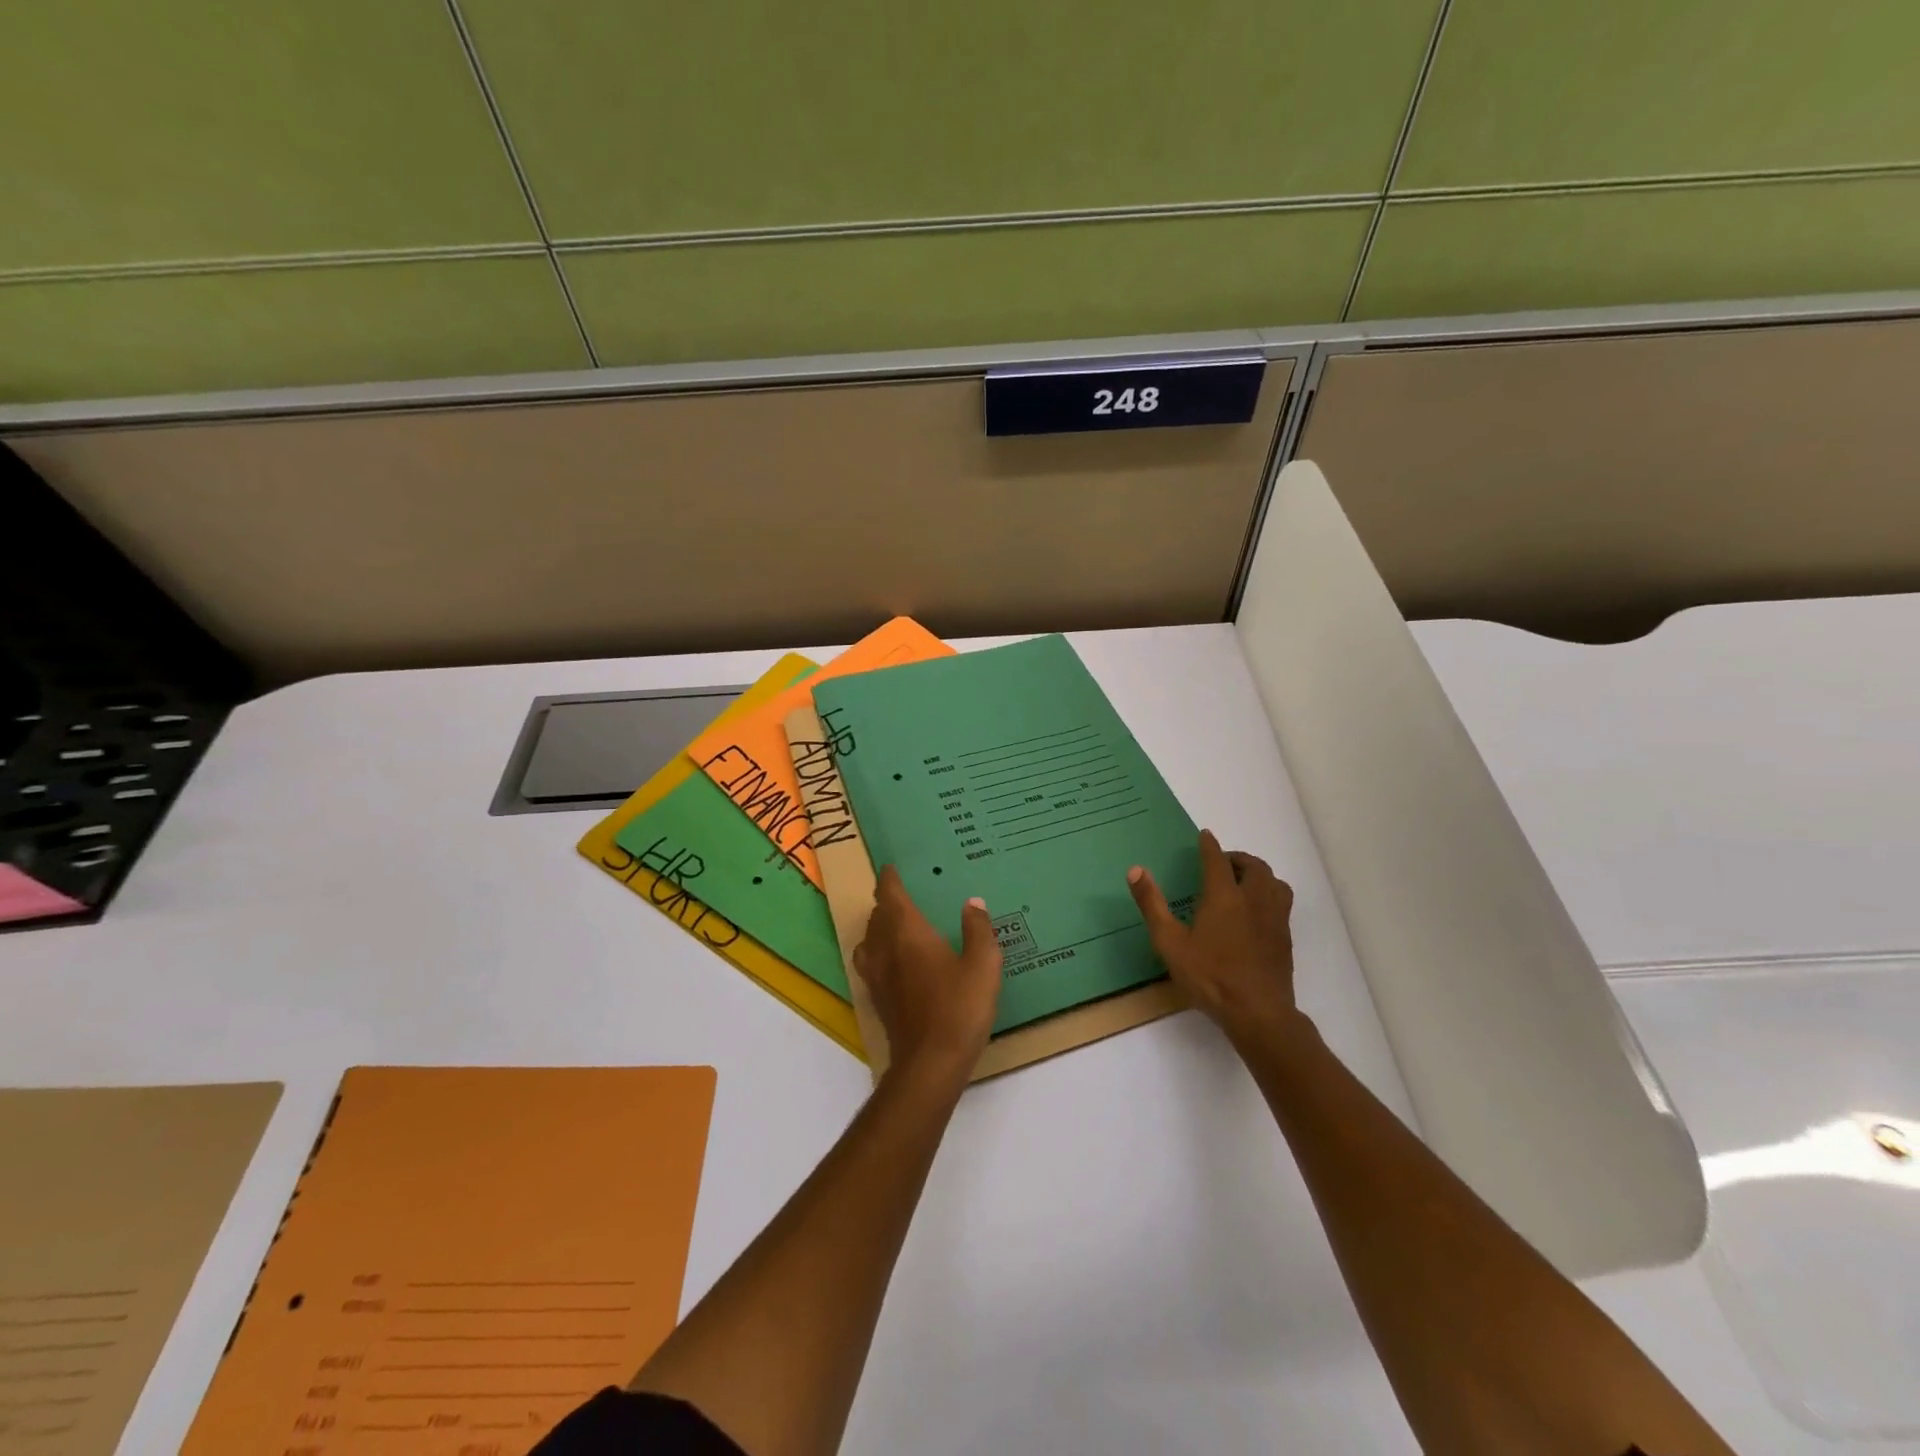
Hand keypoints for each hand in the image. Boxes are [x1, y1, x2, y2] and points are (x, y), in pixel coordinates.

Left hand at [854, 867, 1003, 1085]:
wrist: (930, 1064)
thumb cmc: (959, 1008)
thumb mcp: (982, 965)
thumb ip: (978, 930)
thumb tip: (972, 903)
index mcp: (908, 932)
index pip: (891, 896)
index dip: (889, 880)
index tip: (890, 868)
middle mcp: (886, 948)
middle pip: (878, 916)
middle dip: (886, 901)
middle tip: (900, 893)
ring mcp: (877, 975)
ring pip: (869, 939)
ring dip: (878, 926)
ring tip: (894, 924)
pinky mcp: (878, 998)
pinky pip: (870, 962)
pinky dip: (877, 950)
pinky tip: (894, 961)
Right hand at [1127, 830, 1299, 1046]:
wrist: (1258, 1013)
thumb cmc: (1210, 977)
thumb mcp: (1170, 942)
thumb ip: (1153, 905)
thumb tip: (1136, 870)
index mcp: (1224, 896)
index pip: (1217, 860)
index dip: (1209, 846)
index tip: (1204, 836)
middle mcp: (1253, 900)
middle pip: (1253, 866)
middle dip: (1237, 858)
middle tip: (1222, 863)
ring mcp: (1274, 919)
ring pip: (1274, 882)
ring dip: (1259, 874)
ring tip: (1244, 882)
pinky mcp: (1284, 938)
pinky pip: (1281, 902)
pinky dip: (1269, 894)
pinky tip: (1257, 911)